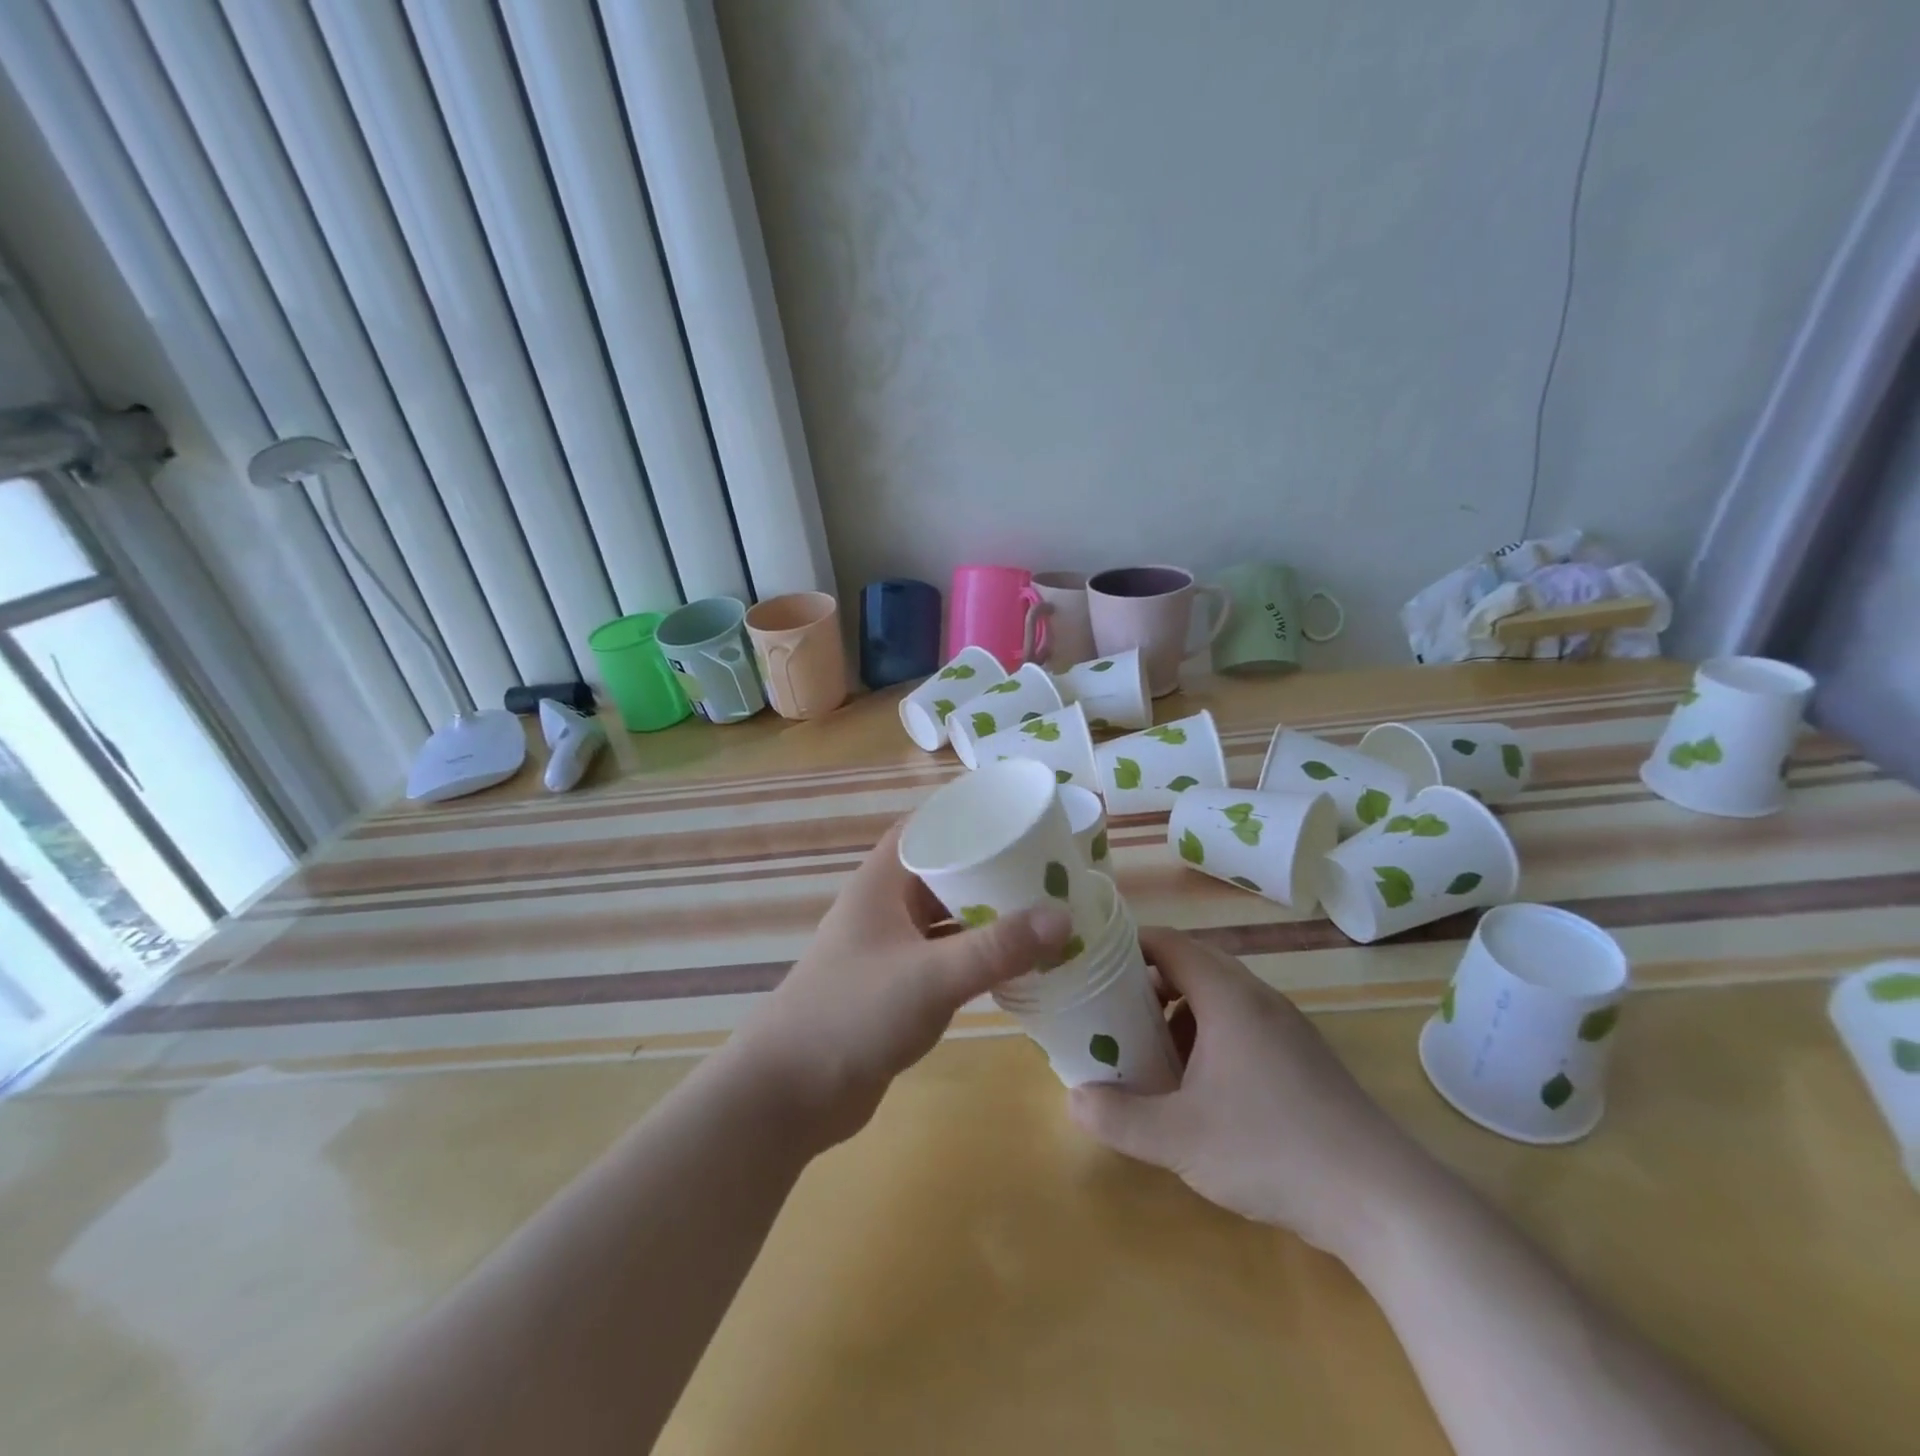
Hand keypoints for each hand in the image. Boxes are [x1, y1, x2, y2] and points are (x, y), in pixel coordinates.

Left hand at [729, 822, 1071, 1148]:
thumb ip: (996, 948)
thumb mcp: (931, 976)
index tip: (1021, 818)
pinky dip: (977, 954)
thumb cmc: (853, 1015)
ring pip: (947, 916)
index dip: (970, 816)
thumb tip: (1064, 916)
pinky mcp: (897, 986)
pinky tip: (1015, 963)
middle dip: (992, 869)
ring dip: (988, 915)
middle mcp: (886, 905)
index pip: (928, 826)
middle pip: (945, 870)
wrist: (789, 1094)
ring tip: (1044, 911)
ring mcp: (889, 947)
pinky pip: (945, 956)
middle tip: (1049, 869)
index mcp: (883, 881)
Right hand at [1069, 927, 1430, 1261]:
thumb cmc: (1272, 1149)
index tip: (1093, 967)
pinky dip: (1209, 1036)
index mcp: (1227, 996)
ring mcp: (1286, 1027)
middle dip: (1148, 983)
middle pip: (1192, 964)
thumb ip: (1119, 1117)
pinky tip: (1200, 1086)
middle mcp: (1258, 998)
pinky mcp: (1303, 1058)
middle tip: (1112, 1013)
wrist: (1382, 1200)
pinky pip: (1243, 1024)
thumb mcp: (1180, 1139)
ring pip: (1219, 996)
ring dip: (1179, 1012)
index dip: (1127, 946)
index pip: (1168, 943)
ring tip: (1150, 1051)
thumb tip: (1074, 1099)